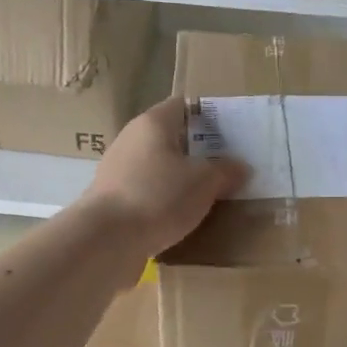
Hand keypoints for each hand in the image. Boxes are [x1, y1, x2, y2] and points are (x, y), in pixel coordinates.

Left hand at [80, 96, 249, 260]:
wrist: (106, 240)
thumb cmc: (159, 196)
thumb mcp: (204, 181)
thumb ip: (225, 170)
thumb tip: (240, 166)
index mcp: (153, 123)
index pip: (183, 105)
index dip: (208, 115)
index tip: (231, 133)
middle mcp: (132, 140)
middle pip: (171, 137)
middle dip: (198, 150)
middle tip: (227, 165)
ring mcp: (118, 171)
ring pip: (159, 167)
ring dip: (181, 178)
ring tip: (210, 194)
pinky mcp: (113, 200)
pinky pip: (148, 192)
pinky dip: (165, 200)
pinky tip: (183, 216)